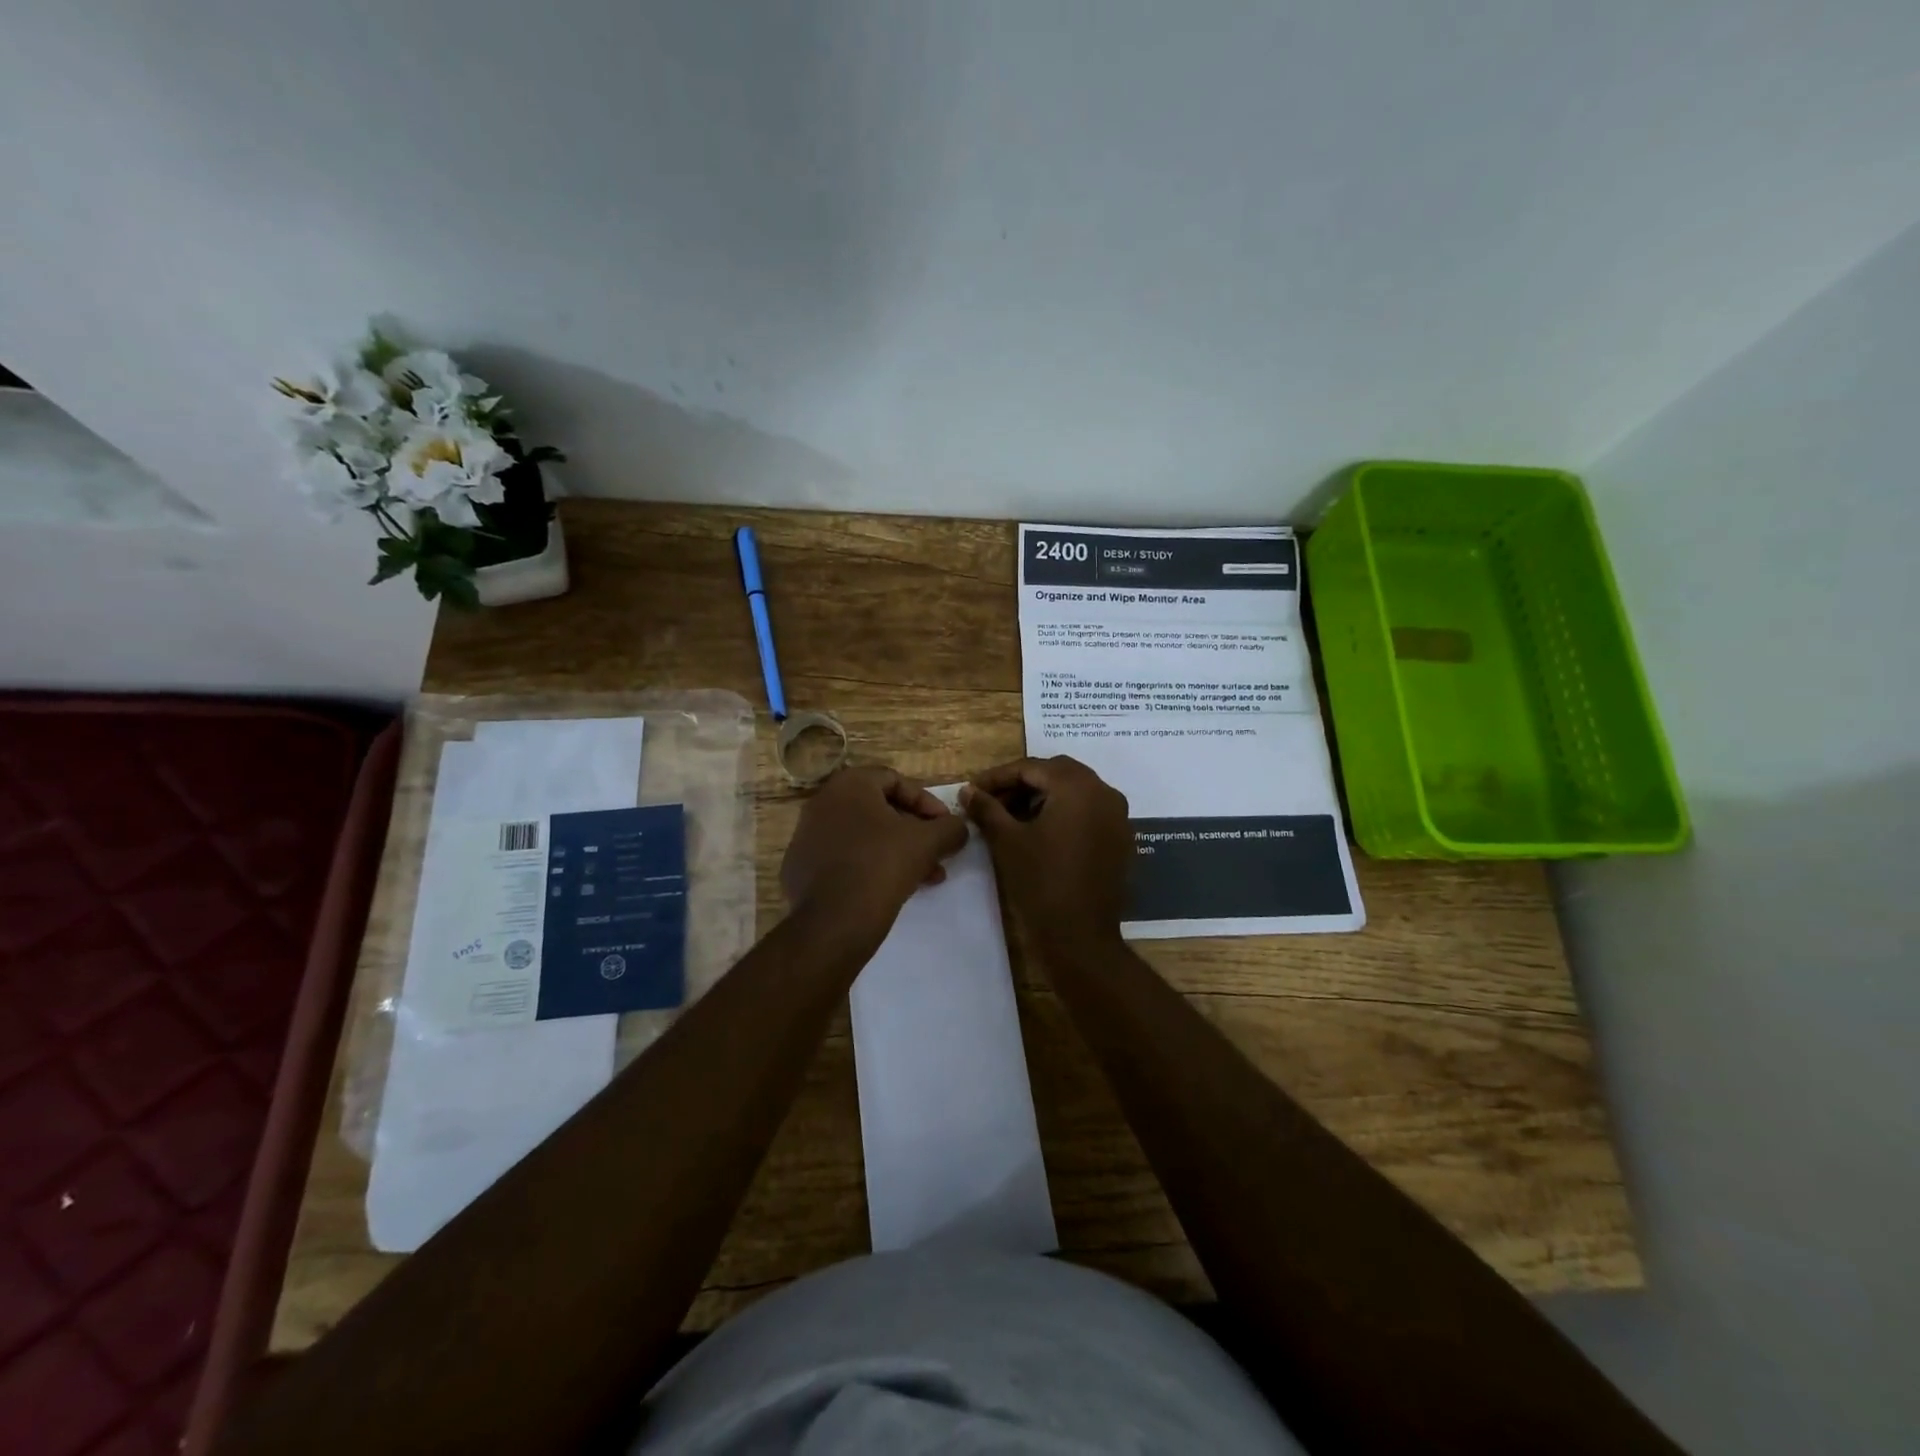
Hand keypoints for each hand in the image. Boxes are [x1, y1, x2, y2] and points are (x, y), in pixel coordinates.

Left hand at [781, 765, 968, 939]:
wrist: (832, 923)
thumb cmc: (881, 866)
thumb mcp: (927, 843)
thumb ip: (950, 828)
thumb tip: (959, 828)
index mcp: (849, 785)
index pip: (896, 781)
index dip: (928, 803)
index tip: (946, 827)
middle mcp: (822, 802)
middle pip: (880, 810)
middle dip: (915, 832)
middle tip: (938, 854)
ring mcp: (807, 836)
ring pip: (864, 836)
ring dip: (897, 851)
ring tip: (925, 877)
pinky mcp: (800, 868)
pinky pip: (844, 857)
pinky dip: (870, 866)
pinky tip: (892, 889)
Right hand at [961, 756, 1131, 952]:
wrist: (1080, 936)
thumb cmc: (1040, 882)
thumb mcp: (1007, 841)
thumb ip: (987, 808)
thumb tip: (968, 791)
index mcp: (1078, 787)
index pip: (1032, 767)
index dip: (998, 777)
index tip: (973, 790)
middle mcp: (1104, 792)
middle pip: (1057, 774)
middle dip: (1022, 784)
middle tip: (992, 801)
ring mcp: (1118, 816)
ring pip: (1075, 791)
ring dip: (1043, 797)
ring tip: (1012, 817)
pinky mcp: (1121, 839)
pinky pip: (1089, 812)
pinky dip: (1064, 813)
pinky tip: (1040, 833)